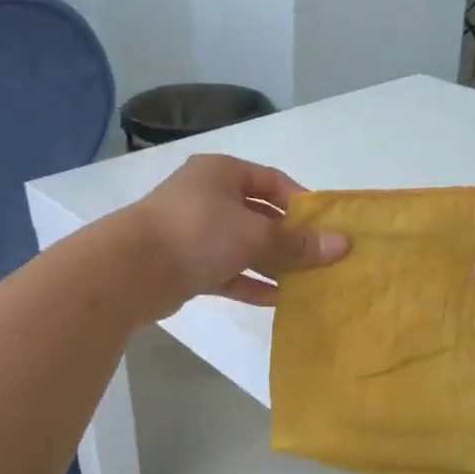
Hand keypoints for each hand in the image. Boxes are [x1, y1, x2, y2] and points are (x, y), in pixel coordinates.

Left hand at [123, 154, 347, 315]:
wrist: (131, 270)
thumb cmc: (198, 233)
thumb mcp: (255, 235)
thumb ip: (297, 243)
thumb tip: (343, 245)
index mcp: (222, 173)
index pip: (272, 181)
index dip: (301, 202)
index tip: (325, 227)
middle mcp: (207, 197)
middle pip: (259, 215)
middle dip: (289, 238)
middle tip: (320, 259)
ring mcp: (195, 232)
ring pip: (243, 247)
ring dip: (272, 264)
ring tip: (306, 283)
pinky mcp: (186, 265)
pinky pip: (227, 272)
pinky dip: (250, 283)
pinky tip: (277, 300)